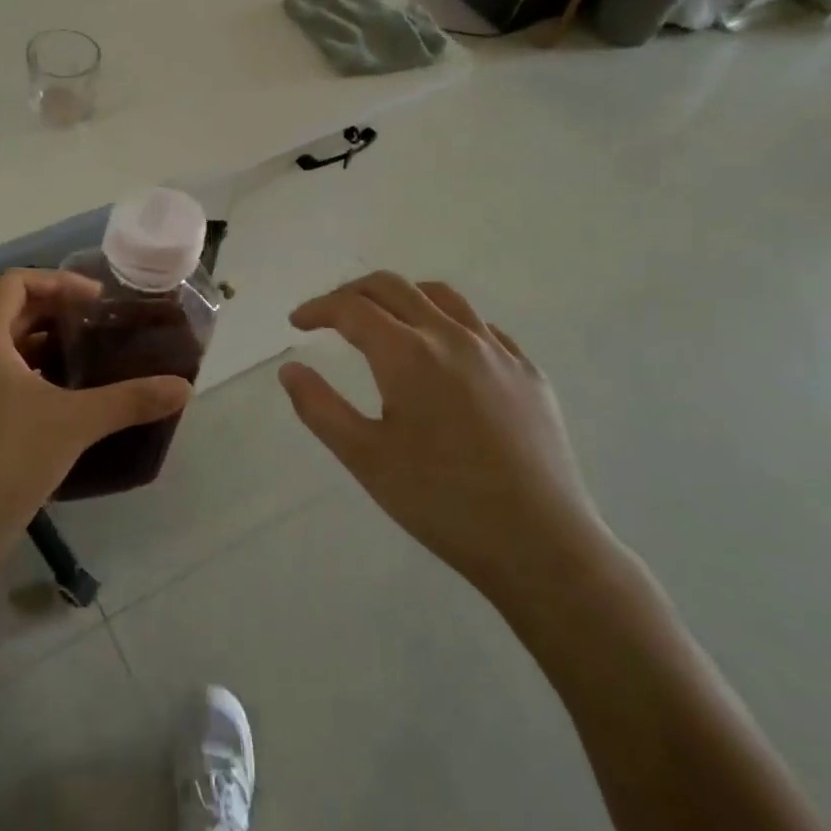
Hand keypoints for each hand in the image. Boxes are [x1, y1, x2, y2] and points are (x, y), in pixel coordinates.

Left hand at [0, 269, 192, 586]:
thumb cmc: (7, 461)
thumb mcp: (75, 423)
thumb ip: (130, 399)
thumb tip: (183, 387)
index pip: (15, 283)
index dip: (59, 282)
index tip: (97, 301)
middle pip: (6, 312)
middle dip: (53, 313)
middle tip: (97, 328)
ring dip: (39, 345)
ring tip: (83, 360)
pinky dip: (23, 373)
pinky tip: (56, 399)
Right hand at [278, 272, 612, 608]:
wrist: (541, 543)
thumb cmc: (441, 503)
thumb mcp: (365, 459)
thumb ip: (320, 408)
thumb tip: (290, 368)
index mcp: (408, 354)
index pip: (351, 309)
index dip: (318, 309)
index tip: (297, 322)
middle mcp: (452, 336)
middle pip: (393, 287)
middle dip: (353, 292)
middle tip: (330, 315)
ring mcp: (497, 350)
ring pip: (441, 296)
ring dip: (402, 296)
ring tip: (384, 319)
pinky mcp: (529, 372)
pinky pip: (481, 326)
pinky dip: (447, 320)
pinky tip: (444, 351)